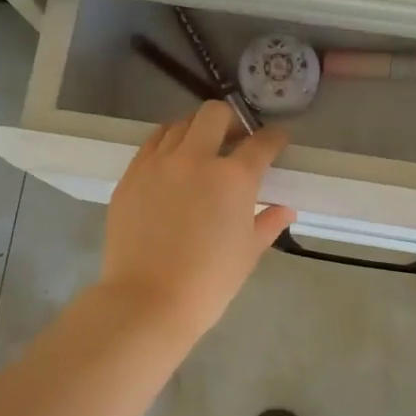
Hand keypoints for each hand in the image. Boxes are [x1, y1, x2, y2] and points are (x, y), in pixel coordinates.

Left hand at [100, 102, 296, 339]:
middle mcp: (195, 159)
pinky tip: (171, 164)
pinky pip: (151, 145)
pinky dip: (166, 145)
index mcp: (233, 178)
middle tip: (235, 140)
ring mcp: (157, 164)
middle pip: (214, 115)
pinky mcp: (130, 176)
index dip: (274, 139)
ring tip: (200, 150)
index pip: (261, 143)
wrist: (148, 300)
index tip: (277, 141)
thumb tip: (285, 209)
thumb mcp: (248, 253)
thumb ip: (267, 223)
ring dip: (196, 131)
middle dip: (231, 120)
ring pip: (179, 125)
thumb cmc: (208, 282)